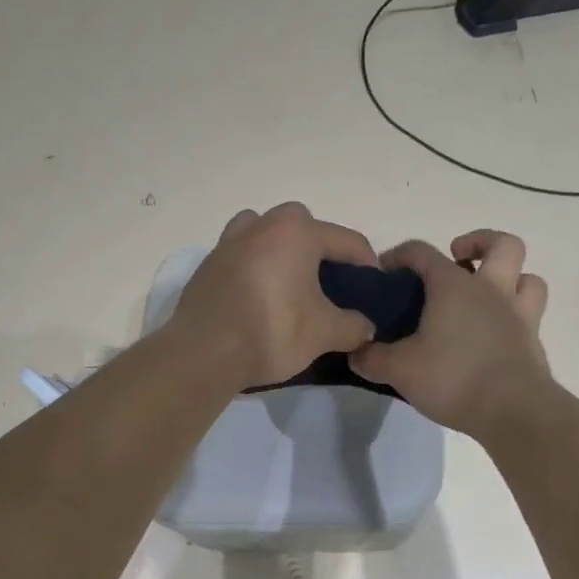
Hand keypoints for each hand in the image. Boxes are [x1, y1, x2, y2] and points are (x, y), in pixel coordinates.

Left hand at [171, 203, 378, 386]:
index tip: (375, 286)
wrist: (204, 353)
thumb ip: (353, 326)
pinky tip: (260, 295)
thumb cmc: (272, 331)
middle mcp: (261, 225)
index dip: (367, 263)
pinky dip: (254, 266)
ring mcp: (229, 242)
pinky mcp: (208, 265)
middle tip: (329, 280)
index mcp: (296, 232)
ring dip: (279, 247)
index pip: (346, 240)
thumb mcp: (324, 333)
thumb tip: (367, 328)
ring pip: (263, 231)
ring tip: (289, 280)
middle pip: (301, 225)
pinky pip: (240, 254)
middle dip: (319, 246)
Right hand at [351, 230, 551, 437]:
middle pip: (501, 245)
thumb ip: (372, 358)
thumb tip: (355, 352)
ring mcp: (518, 315)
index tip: (383, 273)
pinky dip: (515, 314)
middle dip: (479, 243)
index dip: (399, 256)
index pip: (422, 252)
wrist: (514, 412)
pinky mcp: (532, 343)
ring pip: (528, 277)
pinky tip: (496, 333)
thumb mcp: (399, 370)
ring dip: (510, 277)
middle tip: (458, 259)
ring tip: (486, 293)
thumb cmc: (454, 379)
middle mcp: (490, 290)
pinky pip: (530, 314)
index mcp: (454, 286)